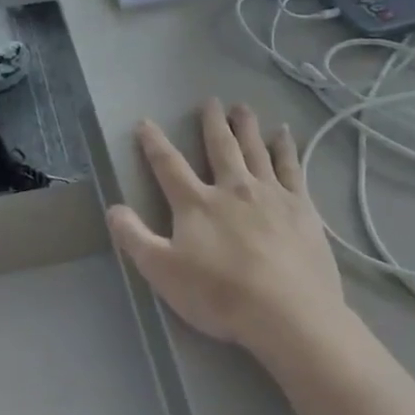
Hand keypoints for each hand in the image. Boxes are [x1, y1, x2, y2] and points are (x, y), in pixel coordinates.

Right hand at [107, 100, 348, 364]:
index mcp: (196, 203)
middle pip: (220, 147)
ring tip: (243, 108)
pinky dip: (286, 149)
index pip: (168, 165)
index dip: (154, 143)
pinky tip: (285, 136)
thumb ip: (134, 238)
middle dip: (212, 123)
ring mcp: (271, 194)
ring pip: (256, 150)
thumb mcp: (162, 271)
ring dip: (247, 127)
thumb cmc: (219, 294)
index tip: (146, 123)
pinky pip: (292, 168)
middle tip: (210, 101)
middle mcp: (232, 188)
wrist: (287, 313)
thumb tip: (112, 208)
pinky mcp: (302, 208)